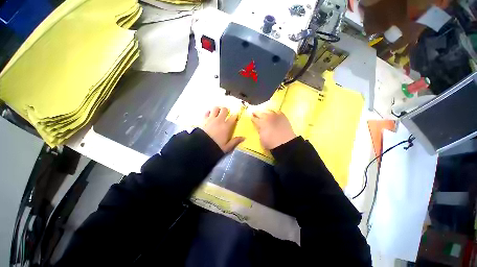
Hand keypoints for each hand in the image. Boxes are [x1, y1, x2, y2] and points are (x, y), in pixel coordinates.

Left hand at [201, 107, 244, 152]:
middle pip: (224, 110)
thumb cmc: (216, 147)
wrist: (201, 147)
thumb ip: (235, 141)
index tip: (235, 116)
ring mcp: (211, 119)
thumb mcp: (227, 147)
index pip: (233, 117)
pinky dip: (209, 112)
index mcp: (226, 126)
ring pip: (215, 108)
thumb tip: (244, 138)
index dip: (235, 116)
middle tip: (226, 114)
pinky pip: (207, 112)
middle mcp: (219, 120)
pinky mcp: (204, 119)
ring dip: (217, 110)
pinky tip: (210, 115)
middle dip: (226, 110)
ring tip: (218, 113)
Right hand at [251, 110, 295, 149]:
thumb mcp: (261, 137)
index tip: (251, 117)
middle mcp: (268, 117)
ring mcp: (276, 116)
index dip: (253, 118)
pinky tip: (274, 113)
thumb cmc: (270, 143)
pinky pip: (278, 112)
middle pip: (261, 113)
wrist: (284, 143)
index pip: (255, 119)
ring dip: (265, 112)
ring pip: (269, 111)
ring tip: (264, 113)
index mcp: (261, 123)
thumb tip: (260, 127)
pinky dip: (275, 112)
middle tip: (255, 113)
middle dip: (257, 113)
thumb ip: (260, 130)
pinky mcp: (283, 117)